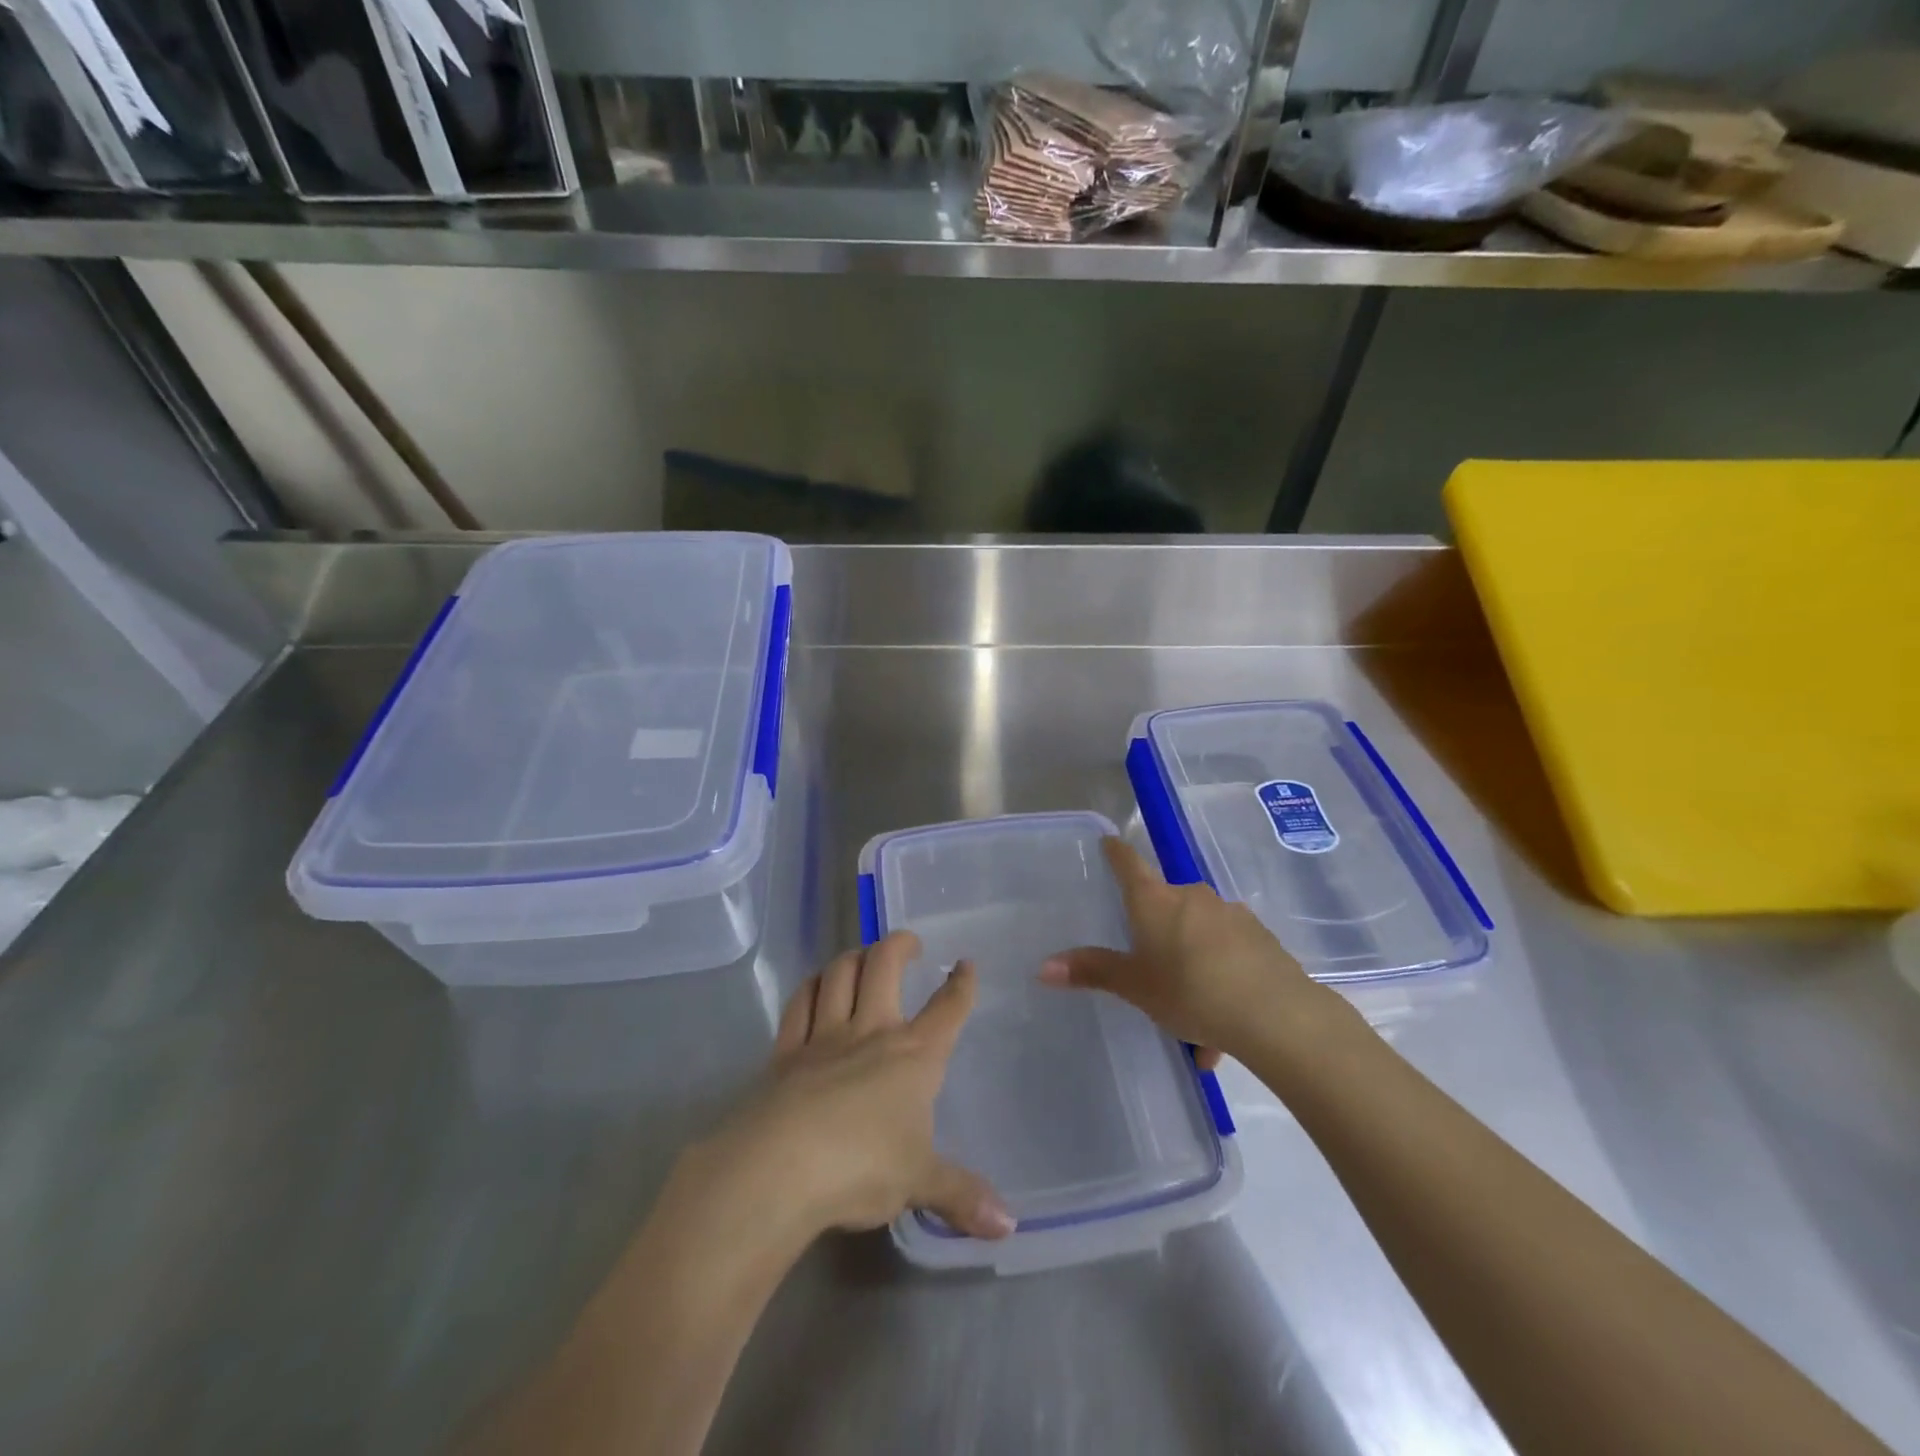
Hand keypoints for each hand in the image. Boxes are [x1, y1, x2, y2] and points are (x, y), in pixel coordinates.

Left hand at [698, 931, 1013, 1243]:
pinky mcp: (784, 1053)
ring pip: (839, 975)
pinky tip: (815, 988)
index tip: (965, 966)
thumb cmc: (863, 1168)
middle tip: (908, 943)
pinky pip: (798, 1005)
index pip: (947, 1009)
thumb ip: (961, 1195)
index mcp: (913, 1056)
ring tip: (862, 957)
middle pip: (885, 966)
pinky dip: (811, 987)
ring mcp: (824, 1038)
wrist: (780, 1168)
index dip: (961, 984)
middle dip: (899, 945)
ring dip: (852, 957)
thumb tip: (1009, 1225)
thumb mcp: (919, 1183)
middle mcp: (871, 1033)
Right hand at [1039, 837, 1332, 1067]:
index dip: (1115, 852)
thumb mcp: (1135, 986)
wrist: (1275, 1014)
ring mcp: (1230, 914)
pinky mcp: (1260, 937)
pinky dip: (1220, 981)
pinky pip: (1228, 955)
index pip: (1128, 864)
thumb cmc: (1190, 991)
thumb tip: (1043, 967)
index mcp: (1155, 901)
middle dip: (1158, 937)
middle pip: (1166, 905)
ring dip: (1191, 967)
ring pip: (1199, 936)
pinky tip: (1222, 1028)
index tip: (1108, 841)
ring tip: (1194, 1025)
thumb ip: (1093, 972)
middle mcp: (1192, 896)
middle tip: (1153, 980)